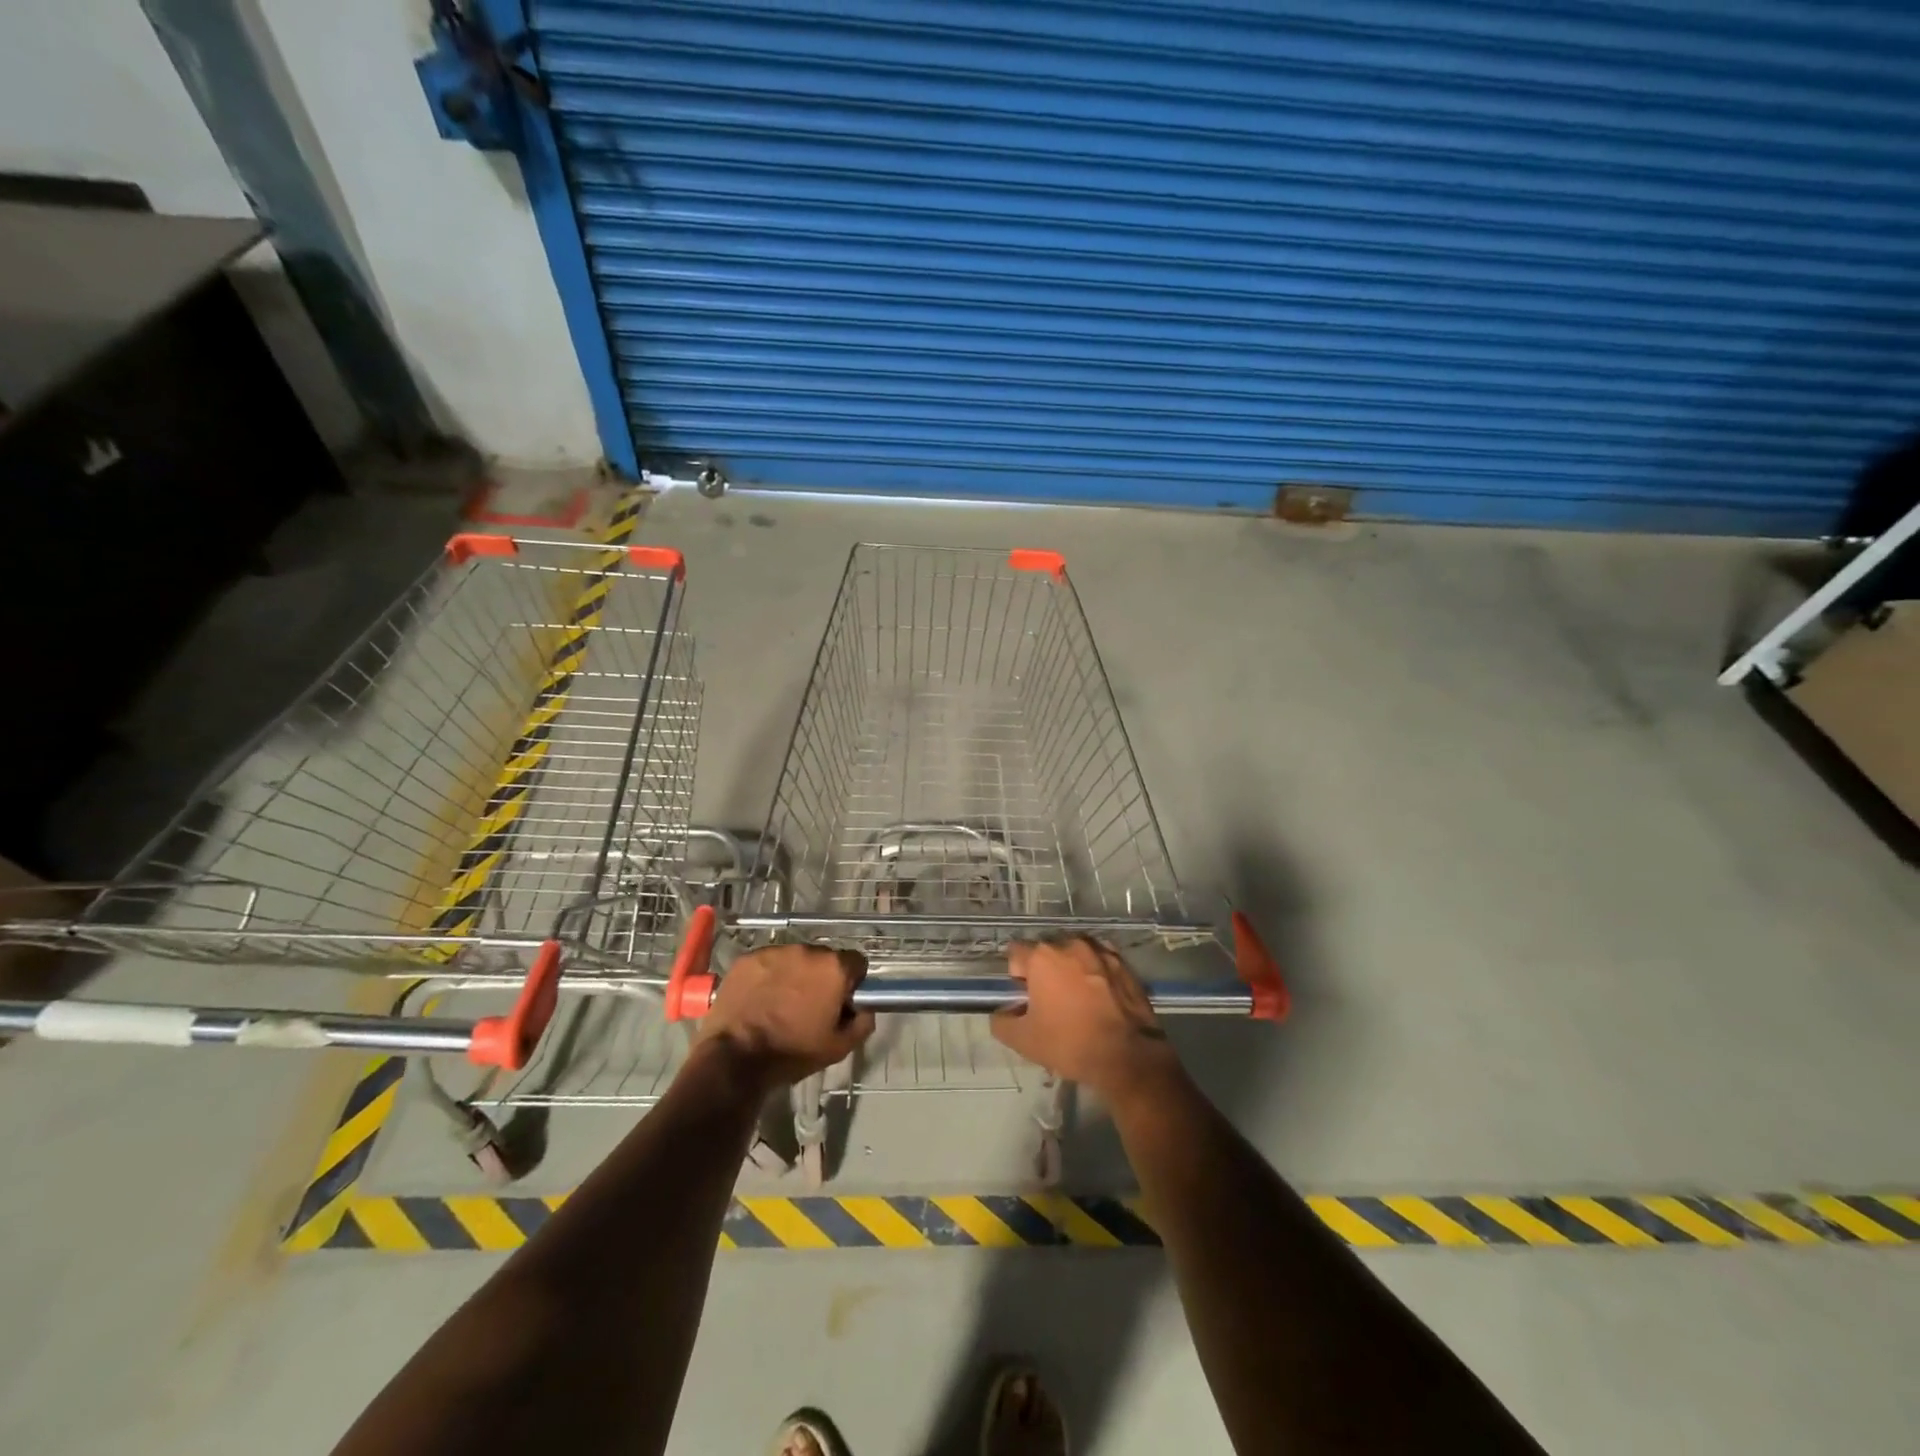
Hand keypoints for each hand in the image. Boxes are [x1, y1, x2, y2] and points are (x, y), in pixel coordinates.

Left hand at [697, 943, 874, 1088]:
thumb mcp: (839, 1047)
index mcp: (833, 968)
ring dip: (794, 974)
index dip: (852, 982)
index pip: (856, 962)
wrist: (735, 1058)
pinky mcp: (748, 958)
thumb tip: (864, 1008)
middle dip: (821, 977)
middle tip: (810, 1004)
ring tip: (781, 1002)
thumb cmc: (792, 1052)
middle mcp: (807, 950)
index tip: (841, 1000)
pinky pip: (768, 962)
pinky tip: (760, 998)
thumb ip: (862, 1022)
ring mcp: (775, 951)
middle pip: (824, 958)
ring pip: (794, 958)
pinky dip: (768, 975)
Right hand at [990, 938, 1183, 1103]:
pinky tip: (1099, 998)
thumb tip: (1002, 1013)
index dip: (1016, 975)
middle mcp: (1070, 944)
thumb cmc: (1070, 1043)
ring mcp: (1100, 951)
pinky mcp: (1124, 964)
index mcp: (1042, 956)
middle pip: (1047, 950)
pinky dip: (1095, 973)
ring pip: (1075, 953)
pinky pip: (1100, 962)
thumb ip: (1002, 1022)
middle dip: (1044, 969)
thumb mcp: (1023, 1041)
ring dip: (1071, 968)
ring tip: (1077, 998)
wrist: (1128, 1056)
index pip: (1015, 953)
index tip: (1025, 997)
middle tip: (1049, 1000)